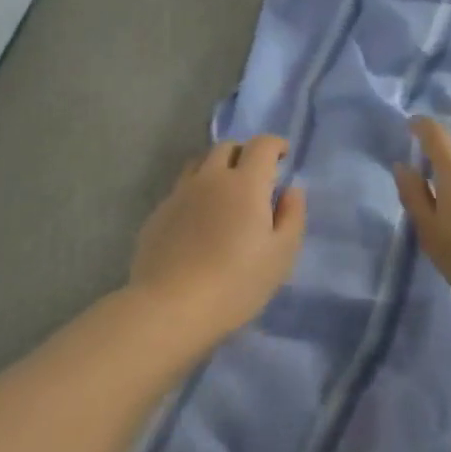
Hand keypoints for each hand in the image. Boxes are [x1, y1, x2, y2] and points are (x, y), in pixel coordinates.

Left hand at [129, 135, 306, 341]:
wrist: (171, 307)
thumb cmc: (236, 283)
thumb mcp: (281, 255)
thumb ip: (292, 216)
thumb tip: (291, 190)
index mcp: (245, 184)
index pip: (261, 146)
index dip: (275, 144)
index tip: (283, 155)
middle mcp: (209, 178)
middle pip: (226, 147)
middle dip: (245, 153)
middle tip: (256, 175)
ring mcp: (179, 194)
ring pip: (198, 164)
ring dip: (216, 168)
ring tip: (225, 192)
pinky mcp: (158, 213)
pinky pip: (180, 190)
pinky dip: (195, 192)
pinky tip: (199, 220)